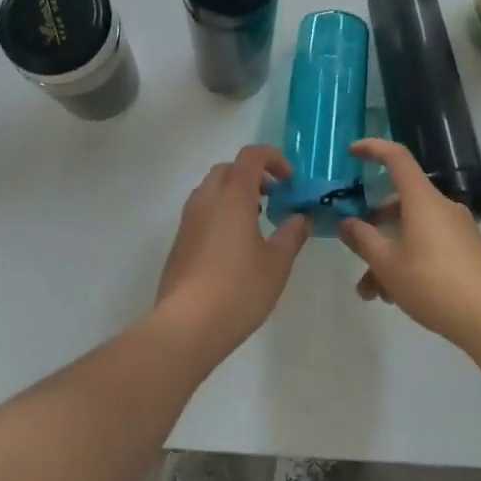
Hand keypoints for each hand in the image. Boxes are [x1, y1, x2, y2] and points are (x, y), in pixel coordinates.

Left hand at [156, 145, 308, 358]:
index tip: (289, 181)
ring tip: (255, 222)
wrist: (187, 324)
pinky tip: (234, 246)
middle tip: (273, 198)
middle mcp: (206, 199)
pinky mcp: (179, 241)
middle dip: (253, 175)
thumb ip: (291, 234)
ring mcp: (188, 219)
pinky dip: (220, 213)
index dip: (273, 159)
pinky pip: (202, 212)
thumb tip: (300, 218)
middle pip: (228, 169)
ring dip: (235, 194)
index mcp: (232, 195)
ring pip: (212, 190)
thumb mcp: (277, 263)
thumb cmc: (239, 288)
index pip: (251, 156)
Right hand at [339, 139, 480, 353]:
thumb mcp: (388, 264)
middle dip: (373, 226)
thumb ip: (362, 239)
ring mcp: (458, 229)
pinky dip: (409, 261)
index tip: (352, 153)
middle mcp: (441, 206)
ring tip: (373, 293)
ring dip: (388, 254)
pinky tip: (398, 296)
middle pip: (400, 202)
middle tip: (355, 248)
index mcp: (422, 199)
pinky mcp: (468, 251)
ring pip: (412, 230)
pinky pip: (429, 245)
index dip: (373, 148)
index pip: (397, 157)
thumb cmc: (434, 283)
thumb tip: (346, 222)